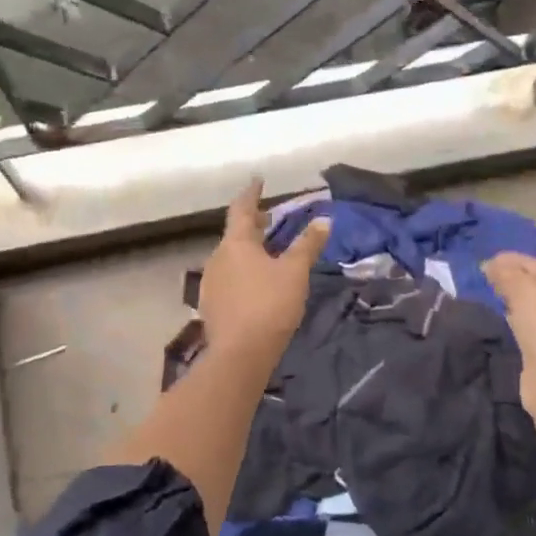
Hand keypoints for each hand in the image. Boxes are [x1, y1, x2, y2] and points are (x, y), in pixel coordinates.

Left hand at [200, 178, 330, 362]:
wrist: (240, 354)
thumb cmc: (269, 305)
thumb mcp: (295, 272)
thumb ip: (308, 245)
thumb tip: (324, 220)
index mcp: (235, 243)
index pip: (242, 209)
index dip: (251, 194)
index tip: (258, 181)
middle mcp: (217, 258)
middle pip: (235, 234)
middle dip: (252, 225)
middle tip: (269, 219)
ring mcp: (211, 283)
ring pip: (231, 257)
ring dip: (248, 250)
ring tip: (267, 252)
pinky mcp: (212, 305)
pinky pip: (229, 278)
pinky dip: (243, 271)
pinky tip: (255, 283)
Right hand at [484, 253, 535, 371]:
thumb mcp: (522, 288)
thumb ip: (505, 272)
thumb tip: (489, 263)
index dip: (510, 260)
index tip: (484, 262)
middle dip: (512, 279)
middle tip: (484, 278)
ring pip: (533, 306)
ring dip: (513, 300)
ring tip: (489, 296)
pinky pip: (530, 326)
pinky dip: (515, 319)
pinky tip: (501, 319)